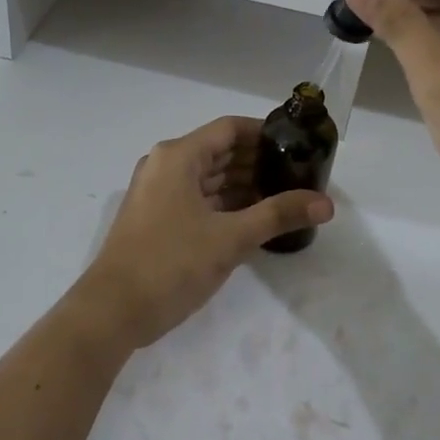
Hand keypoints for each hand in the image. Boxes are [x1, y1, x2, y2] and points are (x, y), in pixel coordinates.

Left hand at [76, 117, 333, 349]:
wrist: (112, 311)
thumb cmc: (171, 263)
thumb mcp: (231, 238)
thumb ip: (278, 214)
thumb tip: (326, 203)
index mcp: (178, 156)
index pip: (230, 128)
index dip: (265, 133)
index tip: (298, 145)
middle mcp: (165, 164)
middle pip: (220, 151)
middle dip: (258, 162)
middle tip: (299, 175)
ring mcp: (157, 191)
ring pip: (209, 177)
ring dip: (243, 185)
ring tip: (284, 197)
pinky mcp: (156, 216)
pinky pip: (197, 197)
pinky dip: (224, 203)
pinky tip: (254, 218)